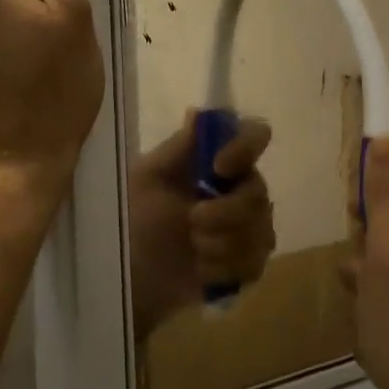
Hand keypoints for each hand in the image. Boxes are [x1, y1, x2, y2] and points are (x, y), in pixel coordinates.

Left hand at [128, 112, 275, 338]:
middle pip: (259, 191)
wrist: (128, 276)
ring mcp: (248, 227)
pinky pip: (254, 263)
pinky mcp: (248, 264)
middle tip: (192, 221)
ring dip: (221, 244)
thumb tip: (199, 113)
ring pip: (260, 231)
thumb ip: (179, 149)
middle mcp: (239, 188)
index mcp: (216, 159)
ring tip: (193, 249)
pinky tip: (202, 271)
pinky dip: (224, 269)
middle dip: (225, 212)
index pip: (253, 136)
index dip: (245, 148)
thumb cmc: (133, 219)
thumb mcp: (147, 179)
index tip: (219, 168)